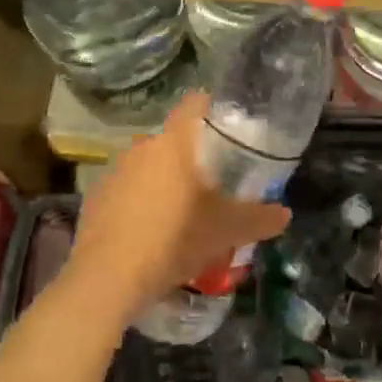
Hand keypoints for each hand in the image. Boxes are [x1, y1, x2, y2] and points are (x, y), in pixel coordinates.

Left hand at [68, 92, 291, 317]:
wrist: (108, 278)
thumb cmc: (174, 239)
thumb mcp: (227, 231)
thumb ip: (260, 218)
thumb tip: (285, 213)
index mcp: (175, 142)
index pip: (196, 103)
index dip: (214, 108)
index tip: (230, 126)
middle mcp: (143, 146)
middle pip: (175, 138)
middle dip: (195, 155)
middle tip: (216, 179)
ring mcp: (115, 170)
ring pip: (151, 164)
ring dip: (167, 179)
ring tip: (185, 209)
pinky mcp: (96, 196)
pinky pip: (128, 188)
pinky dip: (142, 200)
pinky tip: (152, 229)